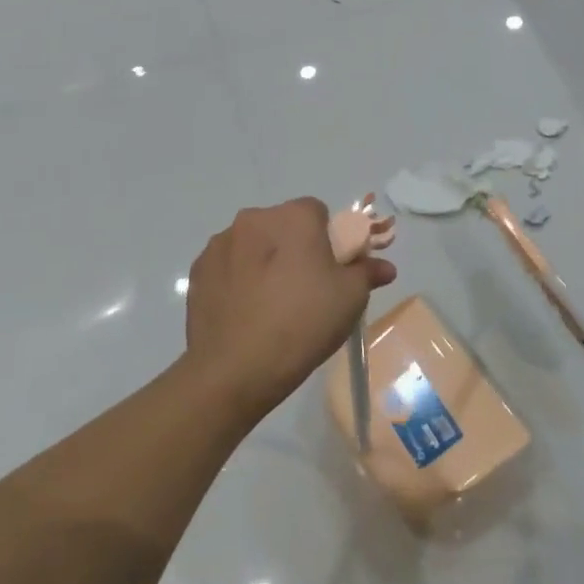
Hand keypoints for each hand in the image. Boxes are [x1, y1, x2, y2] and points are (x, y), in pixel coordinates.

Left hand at [182, 199, 397, 421]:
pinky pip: (228, 265)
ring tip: (271, 304)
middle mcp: (255, 218)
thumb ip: (368, 272)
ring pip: (253, 244)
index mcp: (294, 216)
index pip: (317, 212)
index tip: (330, 270)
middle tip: (304, 289)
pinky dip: (238, 279)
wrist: (234, 371)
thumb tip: (384, 267)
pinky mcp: (199, 270)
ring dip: (264, 261)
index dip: (327, 239)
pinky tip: (245, 312)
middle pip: (283, 225)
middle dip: (294, 247)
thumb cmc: (303, 323)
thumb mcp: (350, 299)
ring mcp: (221, 243)